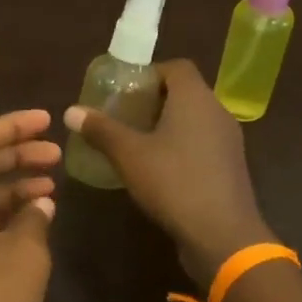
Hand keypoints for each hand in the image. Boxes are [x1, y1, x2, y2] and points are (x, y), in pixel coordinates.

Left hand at [0, 110, 60, 301]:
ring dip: (13, 186)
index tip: (47, 120)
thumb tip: (39, 204)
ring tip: (53, 186)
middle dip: (16, 154)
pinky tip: (36, 222)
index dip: (11, 125)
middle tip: (56, 153)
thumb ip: (34, 217)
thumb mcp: (25, 251)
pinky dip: (5, 215)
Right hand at [65, 59, 272, 281]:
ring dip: (168, 126)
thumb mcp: (129, 155)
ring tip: (137, 143)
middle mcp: (217, 111)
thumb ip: (101, 130)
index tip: (125, 91)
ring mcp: (228, 141)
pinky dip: (182, 147)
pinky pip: (202, 144)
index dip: (150, 73)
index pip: (177, 67)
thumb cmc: (173, 183)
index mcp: (195, 98)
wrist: (222, 234)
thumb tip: (71, 110)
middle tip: (124, 116)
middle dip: (155, 101)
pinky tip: (160, 169)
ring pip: (195, 120)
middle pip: (186, 93)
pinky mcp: (230, 167)